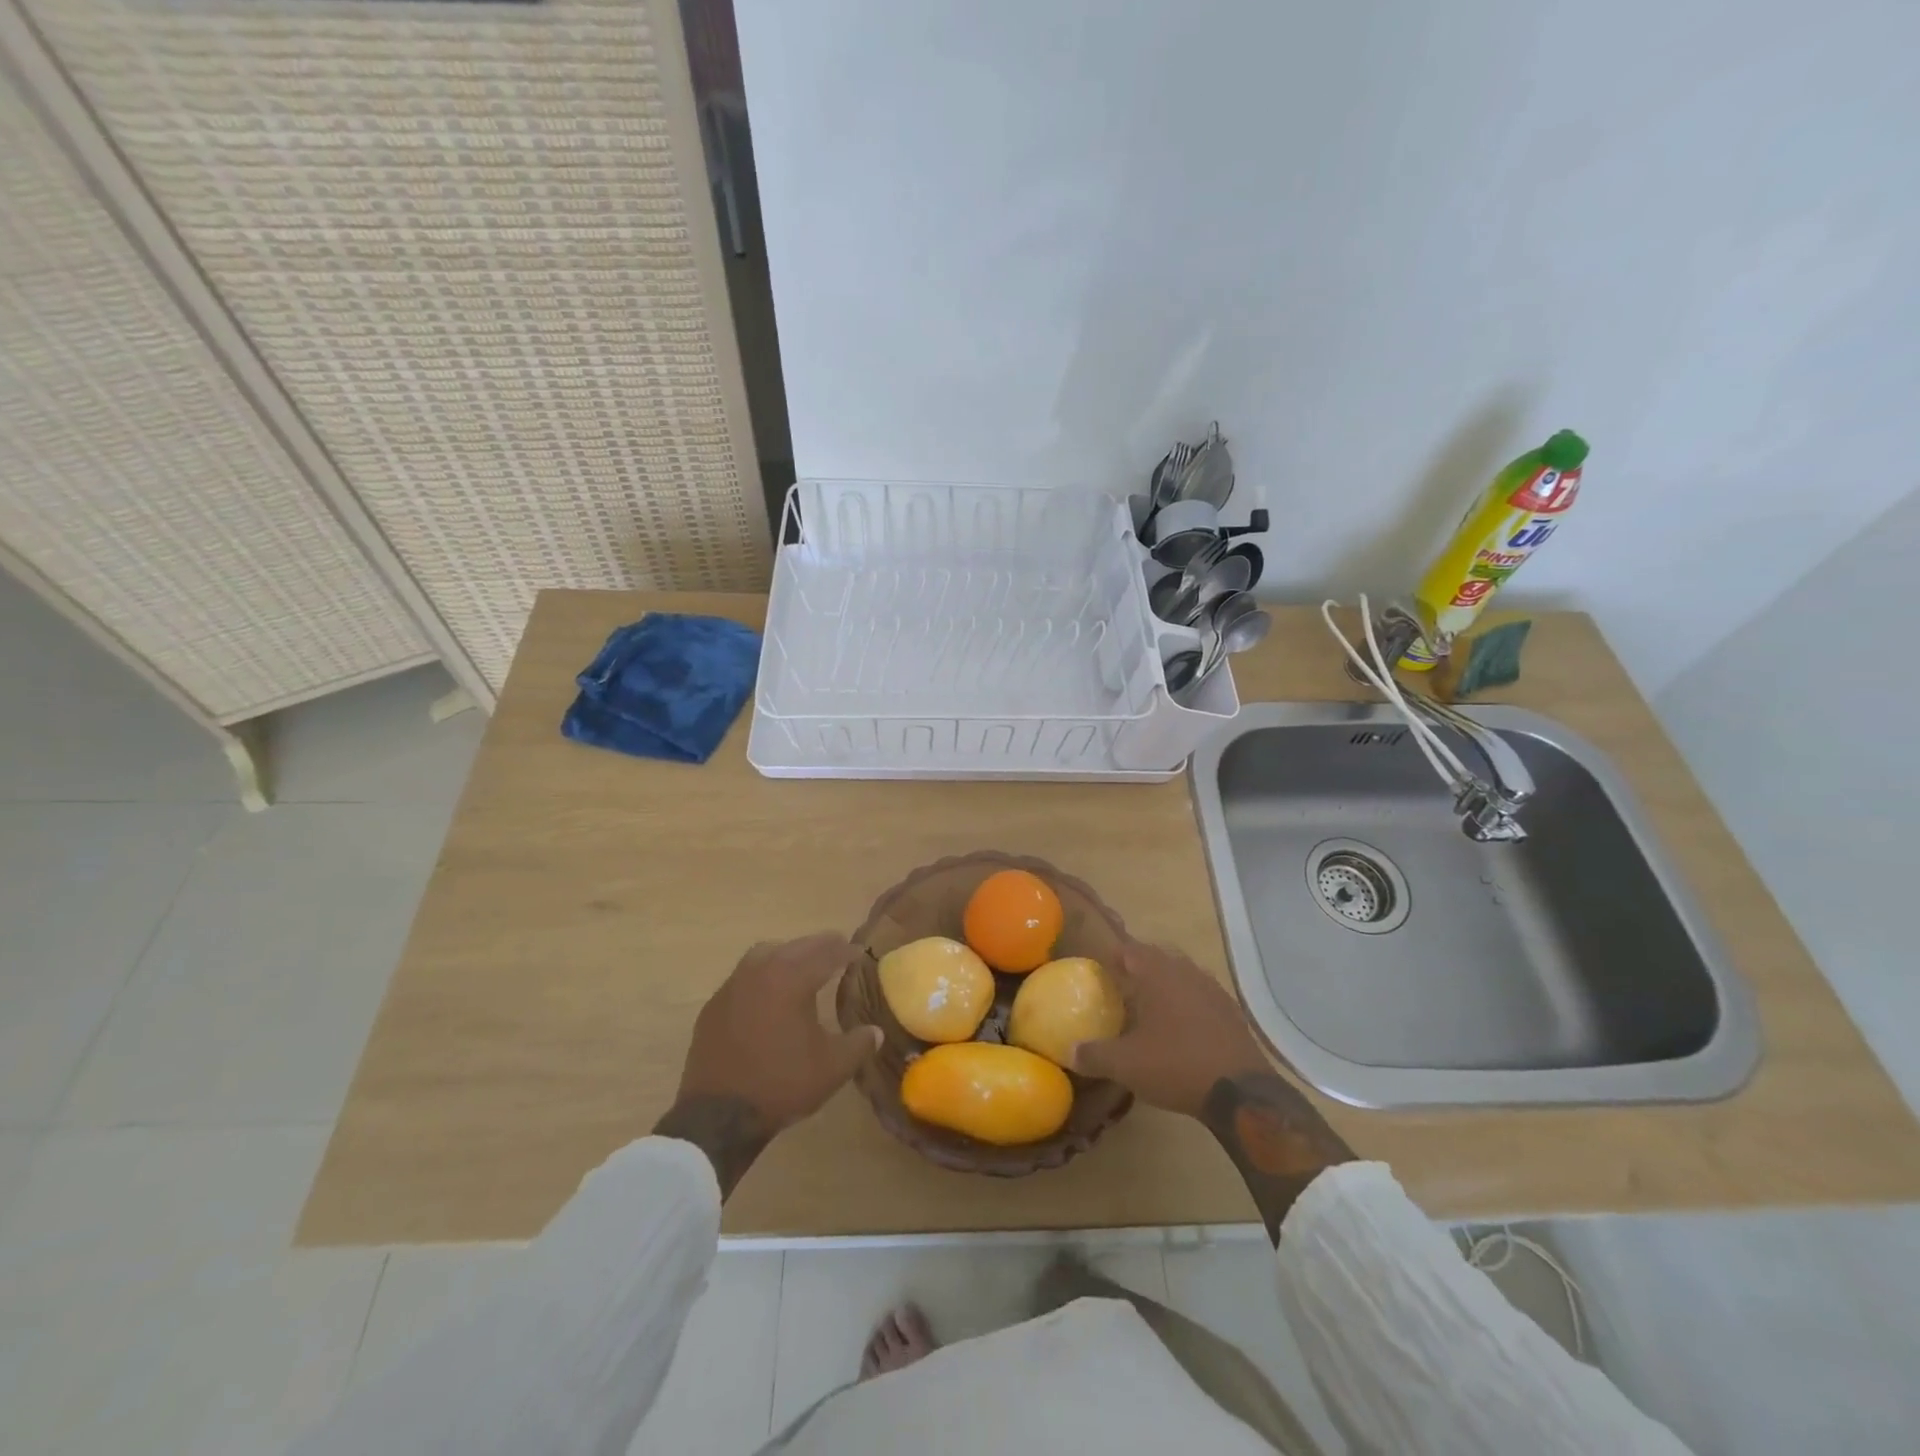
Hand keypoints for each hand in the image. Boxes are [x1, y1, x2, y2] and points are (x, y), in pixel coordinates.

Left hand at [656, 933, 880, 1195]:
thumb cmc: (781, 1084)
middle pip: (796, 947)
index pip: (826, 953)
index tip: (860, 952)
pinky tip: (769, 994)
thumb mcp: (832, 1068)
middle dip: (819, 946)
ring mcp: (733, 985)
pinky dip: (764, 974)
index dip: (846, 951)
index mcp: (792, 979)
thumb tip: (875, 1031)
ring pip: (766, 953)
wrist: (718, 1115)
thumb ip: (859, 1044)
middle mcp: (761, 971)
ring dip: (788, 953)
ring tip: (802, 965)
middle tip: (837, 949)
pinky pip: (745, 975)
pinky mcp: (715, 1004)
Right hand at [1071, 942, 1270, 1116]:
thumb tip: (1069, 1051)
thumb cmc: (1176, 1065)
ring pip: (1181, 976)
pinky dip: (1186, 1004)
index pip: (1130, 950)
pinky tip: (1180, 1029)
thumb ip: (1094, 1054)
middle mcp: (1186, 972)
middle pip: (1157, 959)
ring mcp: (1212, 990)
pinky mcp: (1231, 1012)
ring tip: (1149, 1008)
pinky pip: (1200, 997)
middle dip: (1138, 970)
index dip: (1113, 958)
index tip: (1100, 972)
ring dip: (1164, 986)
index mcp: (1158, 973)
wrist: (1241, 1091)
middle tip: (1121, 990)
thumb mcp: (1126, 1065)